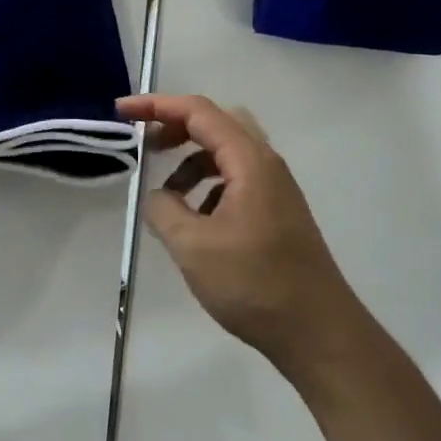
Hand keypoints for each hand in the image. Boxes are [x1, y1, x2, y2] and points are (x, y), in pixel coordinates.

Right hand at [118, 93, 362, 378]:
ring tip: (167, 195)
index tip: (121, 112)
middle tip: (145, 145)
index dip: (156, 106)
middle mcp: (266, 164)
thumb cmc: (255, 284)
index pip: (198, 112)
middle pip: (216, 123)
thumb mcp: (193, 247)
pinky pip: (235, 179)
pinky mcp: (276, 212)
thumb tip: (157, 197)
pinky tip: (195, 221)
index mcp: (249, 161)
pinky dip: (208, 185)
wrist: (319, 334)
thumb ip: (164, 210)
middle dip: (176, 126)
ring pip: (227, 153)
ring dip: (191, 161)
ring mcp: (275, 189)